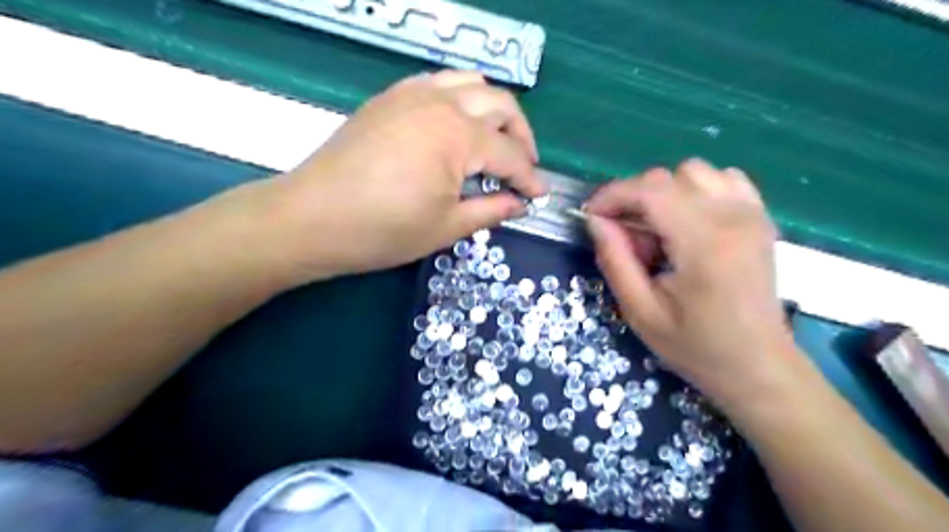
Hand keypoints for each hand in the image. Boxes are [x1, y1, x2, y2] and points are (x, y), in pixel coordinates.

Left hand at [261, 72, 543, 285]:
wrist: (312, 218)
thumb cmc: (382, 230)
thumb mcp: (446, 227)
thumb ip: (491, 211)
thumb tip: (520, 204)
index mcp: (458, 136)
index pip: (509, 154)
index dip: (529, 177)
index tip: (539, 195)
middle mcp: (440, 102)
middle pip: (500, 105)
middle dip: (521, 136)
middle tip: (524, 167)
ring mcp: (411, 94)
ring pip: (472, 83)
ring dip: (494, 110)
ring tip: (495, 141)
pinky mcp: (390, 97)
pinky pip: (438, 83)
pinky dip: (460, 98)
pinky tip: (457, 126)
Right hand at [587, 160, 798, 409]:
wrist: (758, 366)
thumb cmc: (696, 346)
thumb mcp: (640, 312)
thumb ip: (615, 261)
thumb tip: (596, 221)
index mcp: (703, 243)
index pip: (649, 191)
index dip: (611, 196)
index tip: (591, 216)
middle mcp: (732, 217)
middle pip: (668, 177)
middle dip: (634, 199)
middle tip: (627, 238)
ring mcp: (752, 213)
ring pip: (694, 171)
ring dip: (664, 193)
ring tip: (658, 231)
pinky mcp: (760, 217)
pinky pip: (723, 178)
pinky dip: (696, 190)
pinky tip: (688, 221)